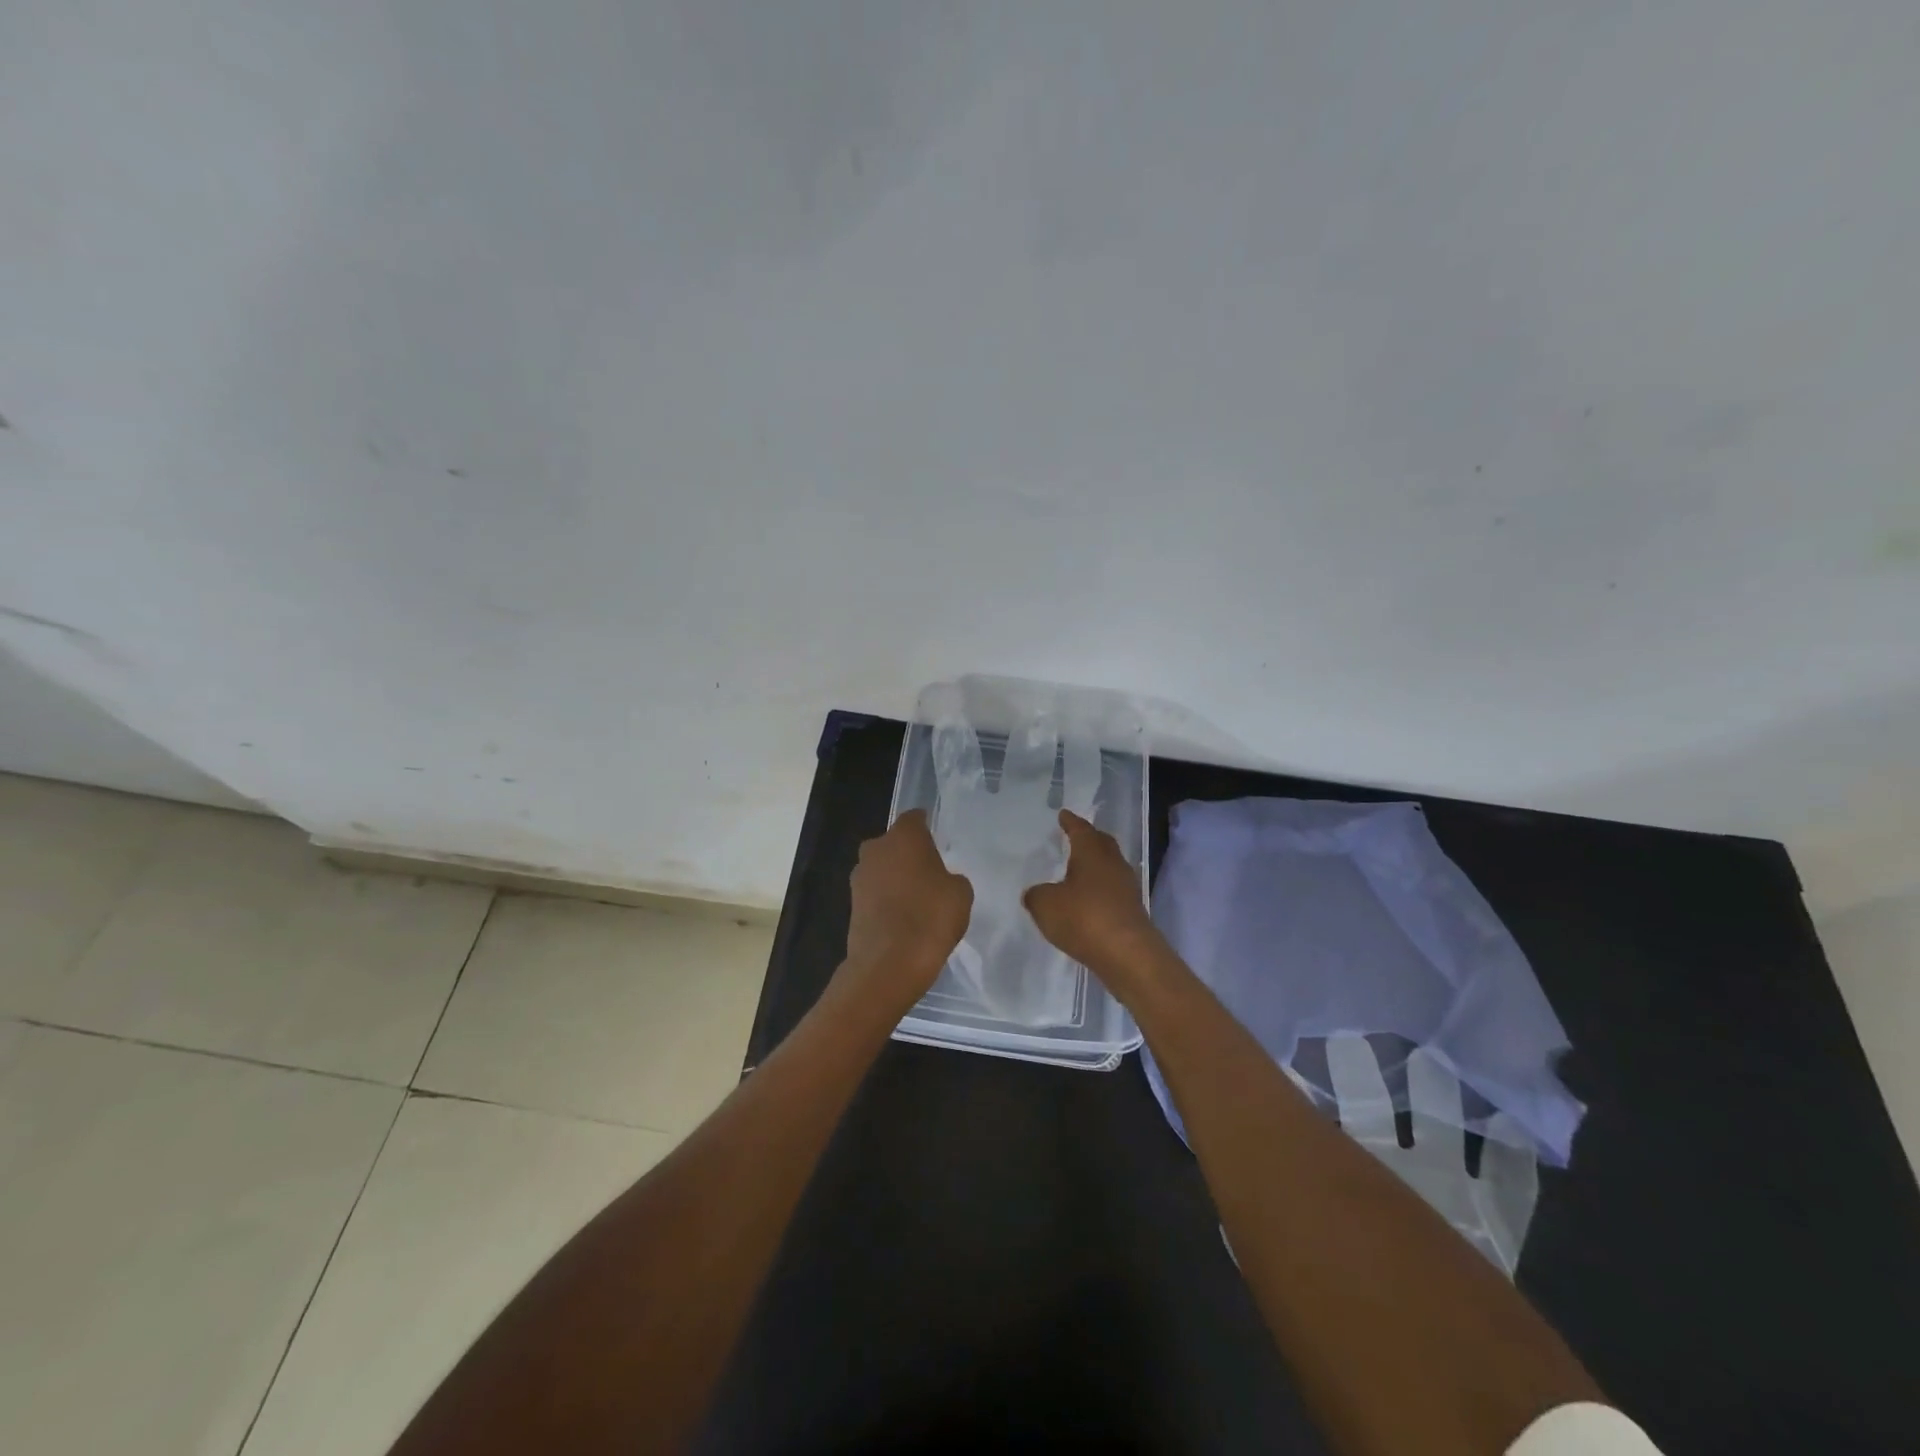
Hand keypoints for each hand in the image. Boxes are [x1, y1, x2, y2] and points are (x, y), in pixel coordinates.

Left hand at [840, 810, 972, 1011]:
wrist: (888, 964)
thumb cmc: (930, 917)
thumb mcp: (960, 894)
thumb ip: (952, 878)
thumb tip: (942, 881)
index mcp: (904, 837)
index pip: (915, 819)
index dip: (926, 826)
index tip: (937, 838)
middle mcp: (876, 849)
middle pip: (895, 843)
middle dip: (909, 854)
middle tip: (930, 872)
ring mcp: (859, 877)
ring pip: (882, 868)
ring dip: (896, 877)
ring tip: (918, 899)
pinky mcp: (852, 904)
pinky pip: (875, 893)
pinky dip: (887, 900)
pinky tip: (903, 918)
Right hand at [1024, 810, 1166, 996]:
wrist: (1128, 955)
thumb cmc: (1084, 918)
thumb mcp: (1045, 905)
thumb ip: (1036, 895)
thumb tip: (1036, 893)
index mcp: (1092, 852)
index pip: (1080, 829)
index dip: (1070, 822)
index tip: (1064, 815)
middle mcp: (1113, 864)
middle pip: (1101, 843)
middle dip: (1088, 838)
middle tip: (1074, 837)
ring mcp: (1126, 888)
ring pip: (1109, 867)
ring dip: (1095, 866)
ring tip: (1078, 871)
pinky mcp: (1132, 911)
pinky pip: (1112, 891)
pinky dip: (1099, 890)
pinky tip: (1087, 901)